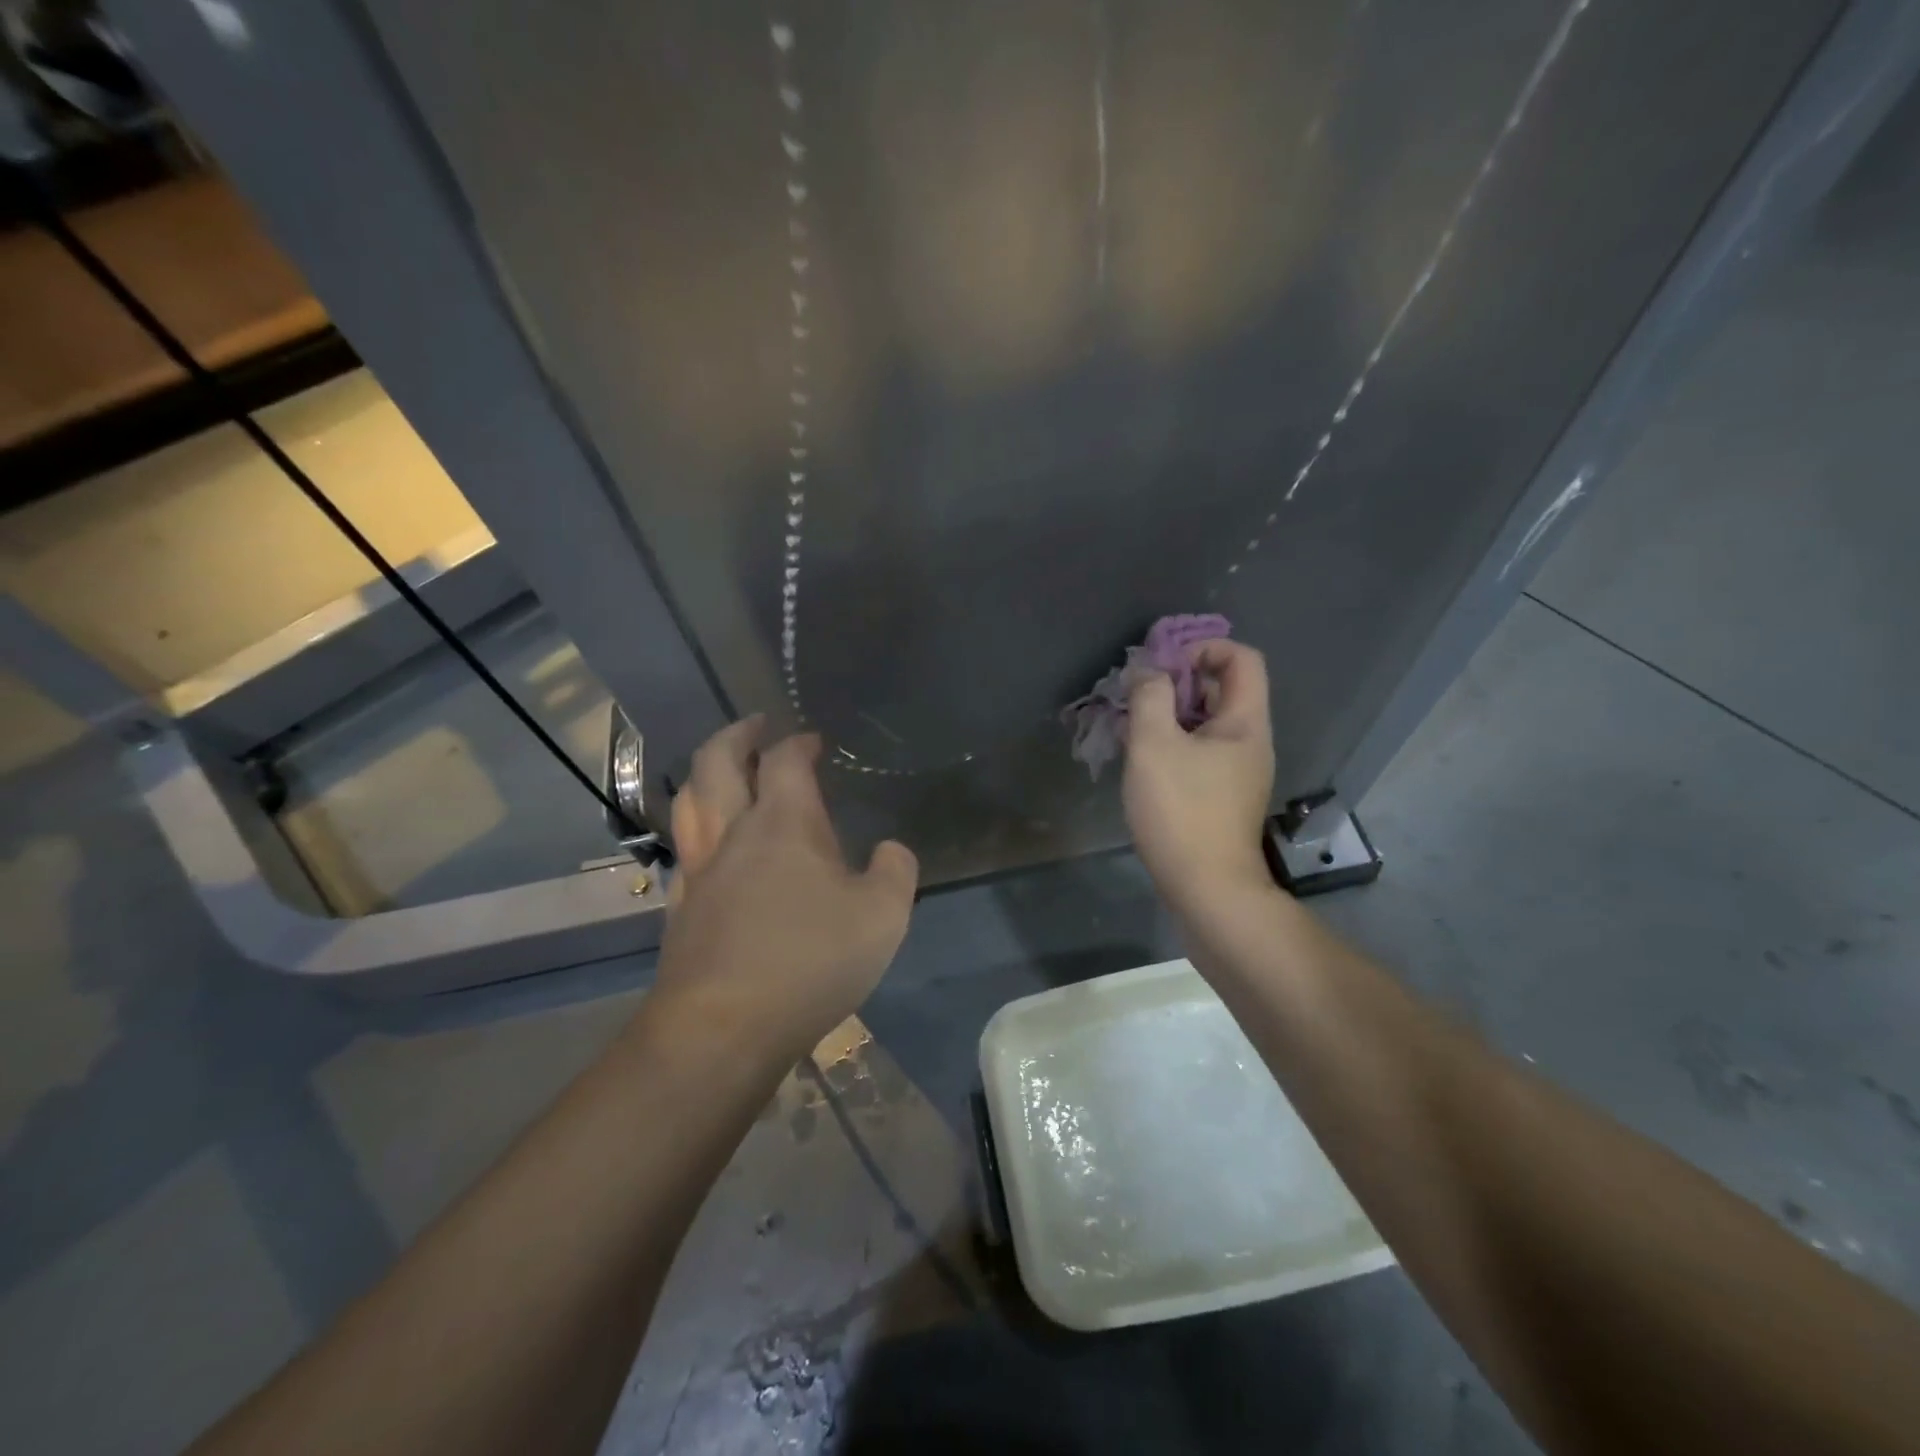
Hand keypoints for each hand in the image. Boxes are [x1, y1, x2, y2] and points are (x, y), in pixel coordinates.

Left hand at [653, 717, 918, 1056]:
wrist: (722, 1028)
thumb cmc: (809, 961)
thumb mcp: (882, 916)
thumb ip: (895, 872)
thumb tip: (891, 850)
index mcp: (784, 822)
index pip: (785, 760)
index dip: (798, 742)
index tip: (812, 740)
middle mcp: (733, 832)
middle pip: (716, 761)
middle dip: (736, 735)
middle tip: (755, 726)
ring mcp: (700, 869)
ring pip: (689, 800)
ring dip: (706, 772)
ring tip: (723, 769)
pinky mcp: (681, 907)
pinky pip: (684, 847)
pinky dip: (696, 826)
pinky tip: (710, 844)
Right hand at [1123, 640, 1275, 910]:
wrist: (1207, 889)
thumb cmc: (1182, 810)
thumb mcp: (1155, 745)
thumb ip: (1150, 698)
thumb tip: (1148, 673)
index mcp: (1245, 722)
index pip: (1241, 658)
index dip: (1203, 648)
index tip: (1162, 667)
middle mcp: (1249, 741)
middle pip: (1221, 689)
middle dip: (1176, 682)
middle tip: (1137, 695)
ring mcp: (1236, 771)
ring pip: (1204, 723)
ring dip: (1168, 714)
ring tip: (1130, 725)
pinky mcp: (1220, 795)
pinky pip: (1197, 752)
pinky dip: (1170, 743)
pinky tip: (1139, 758)